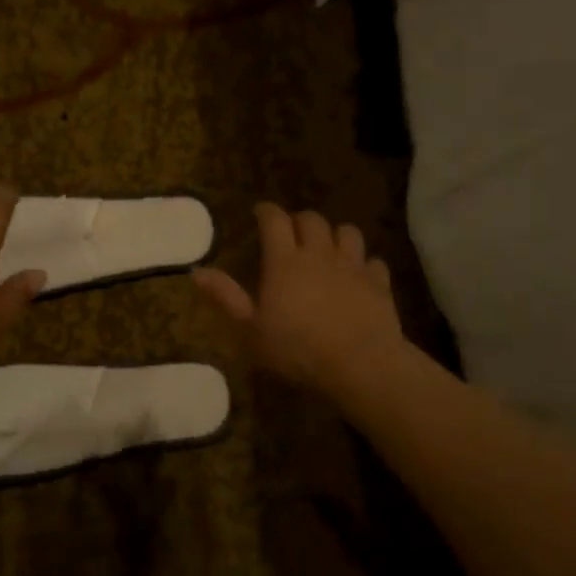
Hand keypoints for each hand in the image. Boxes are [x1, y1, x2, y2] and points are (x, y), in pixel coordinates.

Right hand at [193, 204, 405, 396]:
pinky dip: (364, 264)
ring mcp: (353, 266)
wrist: (360, 364)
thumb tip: (197, 271)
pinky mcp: (379, 283)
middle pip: (311, 219)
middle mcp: (319, 254)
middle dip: (298, 221)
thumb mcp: (251, 330)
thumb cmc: (297, 350)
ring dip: (334, 235)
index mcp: (285, 262)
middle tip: (290, 233)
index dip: (266, 211)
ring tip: (327, 248)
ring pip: (347, 232)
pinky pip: (373, 262)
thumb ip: (226, 298)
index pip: (274, 220)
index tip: (258, 212)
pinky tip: (359, 277)